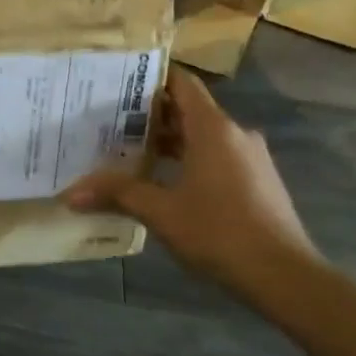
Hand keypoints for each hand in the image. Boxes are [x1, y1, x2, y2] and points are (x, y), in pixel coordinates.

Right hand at [63, 71, 320, 295]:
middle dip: (150, 115)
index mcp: (213, 128)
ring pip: (203, 136)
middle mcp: (235, 134)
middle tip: (108, 120)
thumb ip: (117, 194)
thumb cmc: (220, 231)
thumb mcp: (161, 212)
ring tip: (128, 151)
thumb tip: (70, 193)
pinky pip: (217, 157)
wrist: (286, 278)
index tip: (117, 80)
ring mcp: (251, 158)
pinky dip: (189, 160)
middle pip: (188, 110)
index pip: (181, 83)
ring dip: (170, 142)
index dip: (150, 77)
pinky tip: (164, 181)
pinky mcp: (258, 182)